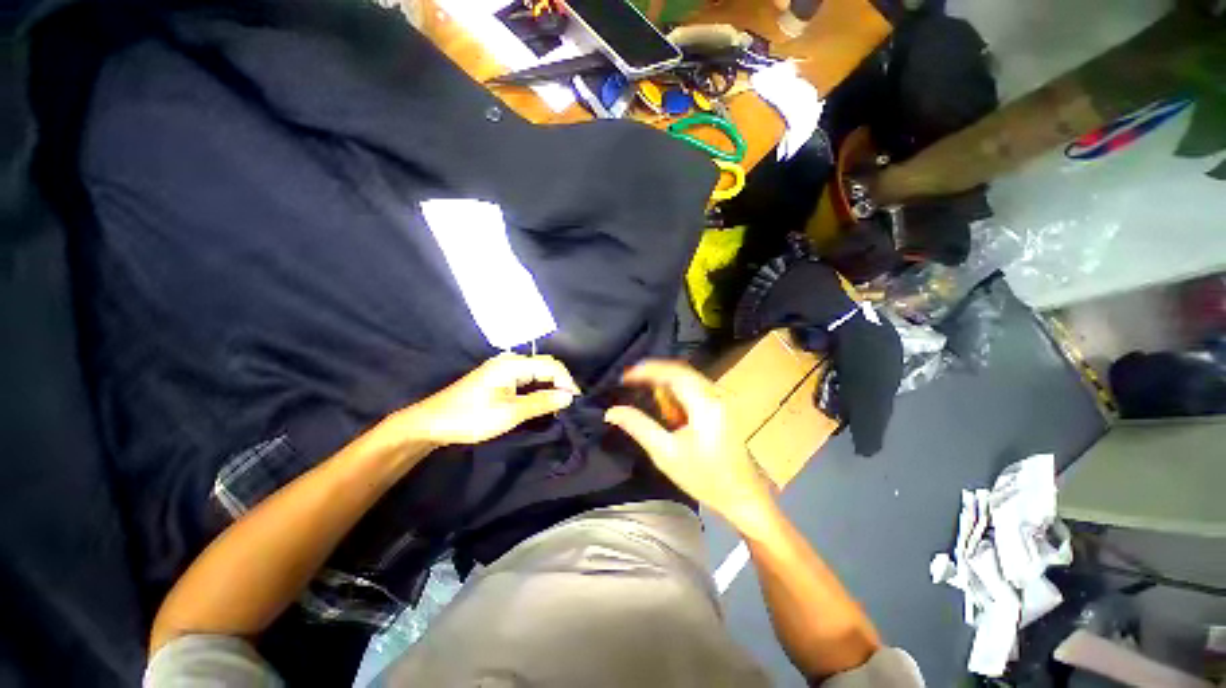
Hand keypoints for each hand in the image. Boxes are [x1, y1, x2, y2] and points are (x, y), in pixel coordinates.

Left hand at [405, 353, 579, 446]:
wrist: (432, 423)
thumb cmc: (471, 417)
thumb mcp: (509, 413)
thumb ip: (541, 402)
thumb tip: (569, 396)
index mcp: (512, 364)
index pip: (551, 365)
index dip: (567, 381)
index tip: (576, 400)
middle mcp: (510, 361)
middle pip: (544, 366)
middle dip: (560, 382)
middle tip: (570, 404)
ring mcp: (503, 369)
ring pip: (536, 372)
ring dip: (550, 386)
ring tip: (559, 405)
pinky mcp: (499, 378)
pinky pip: (526, 379)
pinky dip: (538, 389)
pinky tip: (542, 401)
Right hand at [604, 360, 774, 530]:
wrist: (742, 496)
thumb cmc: (704, 478)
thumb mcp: (665, 454)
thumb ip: (638, 427)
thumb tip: (612, 411)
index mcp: (704, 404)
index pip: (673, 373)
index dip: (647, 370)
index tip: (625, 376)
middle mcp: (715, 395)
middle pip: (681, 371)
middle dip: (653, 373)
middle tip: (629, 380)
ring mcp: (721, 399)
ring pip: (688, 378)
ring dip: (664, 382)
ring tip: (641, 388)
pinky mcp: (721, 406)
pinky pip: (694, 388)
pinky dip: (675, 391)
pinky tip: (664, 403)